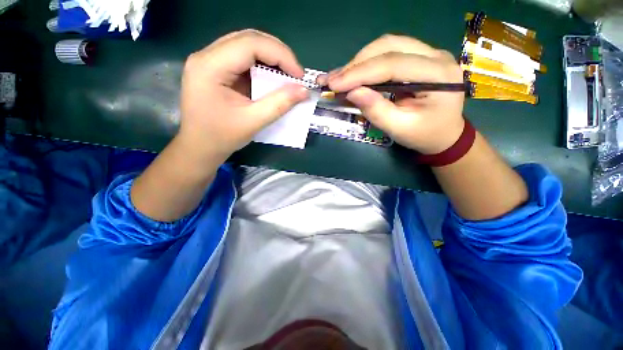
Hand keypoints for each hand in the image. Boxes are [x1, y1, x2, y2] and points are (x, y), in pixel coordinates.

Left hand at [179, 29, 308, 160]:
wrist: (200, 147)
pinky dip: (262, 66)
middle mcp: (206, 56)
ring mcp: (210, 61)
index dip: (280, 55)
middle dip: (278, 54)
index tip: (299, 75)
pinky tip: (272, 78)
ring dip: (271, 58)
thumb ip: (279, 104)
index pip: (250, 44)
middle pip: (248, 39)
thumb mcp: (253, 122)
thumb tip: (303, 91)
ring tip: (287, 75)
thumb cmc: (222, 137)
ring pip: (246, 46)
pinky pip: (243, 58)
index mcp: (210, 66)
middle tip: (295, 74)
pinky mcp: (216, 69)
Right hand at [321, 35, 464, 154]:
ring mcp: (428, 53)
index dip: (360, 73)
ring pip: (387, 46)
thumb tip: (351, 92)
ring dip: (359, 62)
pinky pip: (388, 53)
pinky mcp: (418, 58)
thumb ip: (376, 110)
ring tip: (339, 78)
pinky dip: (367, 64)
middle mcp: (436, 55)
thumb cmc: (424, 135)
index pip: (393, 64)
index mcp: (438, 75)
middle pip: (389, 46)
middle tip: (333, 81)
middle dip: (356, 64)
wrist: (445, 134)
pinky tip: (352, 74)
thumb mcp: (399, 128)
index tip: (334, 84)